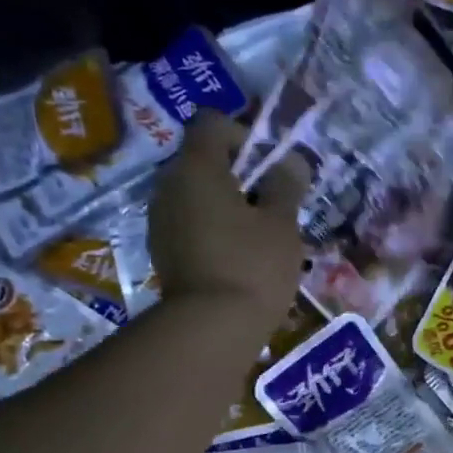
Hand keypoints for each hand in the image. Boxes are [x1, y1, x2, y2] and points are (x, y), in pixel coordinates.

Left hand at [148, 111, 305, 326]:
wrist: (212, 328)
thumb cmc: (253, 266)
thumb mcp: (282, 224)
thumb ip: (286, 186)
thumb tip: (291, 161)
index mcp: (197, 167)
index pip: (212, 124)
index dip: (244, 135)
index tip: (269, 167)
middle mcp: (169, 186)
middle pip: (203, 161)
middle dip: (238, 175)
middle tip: (271, 205)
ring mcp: (160, 221)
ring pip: (196, 196)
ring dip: (225, 205)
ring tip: (257, 237)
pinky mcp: (162, 252)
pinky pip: (189, 225)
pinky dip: (212, 231)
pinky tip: (237, 259)